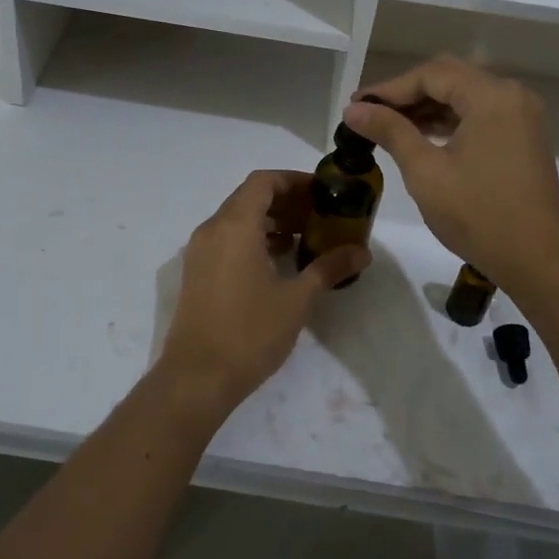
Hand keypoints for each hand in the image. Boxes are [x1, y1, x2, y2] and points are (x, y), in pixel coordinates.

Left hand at [159, 169, 369, 415]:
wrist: (197, 377)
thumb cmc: (249, 332)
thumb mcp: (297, 299)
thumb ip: (329, 268)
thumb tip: (362, 252)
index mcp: (235, 226)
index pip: (263, 181)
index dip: (294, 180)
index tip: (322, 193)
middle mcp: (212, 229)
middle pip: (250, 197)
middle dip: (286, 201)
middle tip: (320, 216)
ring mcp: (200, 251)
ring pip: (237, 219)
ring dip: (270, 221)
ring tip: (305, 239)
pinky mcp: (197, 273)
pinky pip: (227, 239)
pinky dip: (253, 239)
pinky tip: (279, 262)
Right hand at [343, 56, 558, 294]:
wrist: (538, 260)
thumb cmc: (478, 215)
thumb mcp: (425, 171)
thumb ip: (390, 131)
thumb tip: (354, 109)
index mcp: (491, 96)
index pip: (431, 75)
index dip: (389, 88)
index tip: (357, 105)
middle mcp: (512, 95)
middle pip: (450, 77)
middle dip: (408, 93)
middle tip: (370, 113)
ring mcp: (522, 116)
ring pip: (465, 95)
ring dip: (428, 106)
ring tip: (389, 126)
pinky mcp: (524, 136)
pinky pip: (481, 113)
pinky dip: (451, 120)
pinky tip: (423, 136)